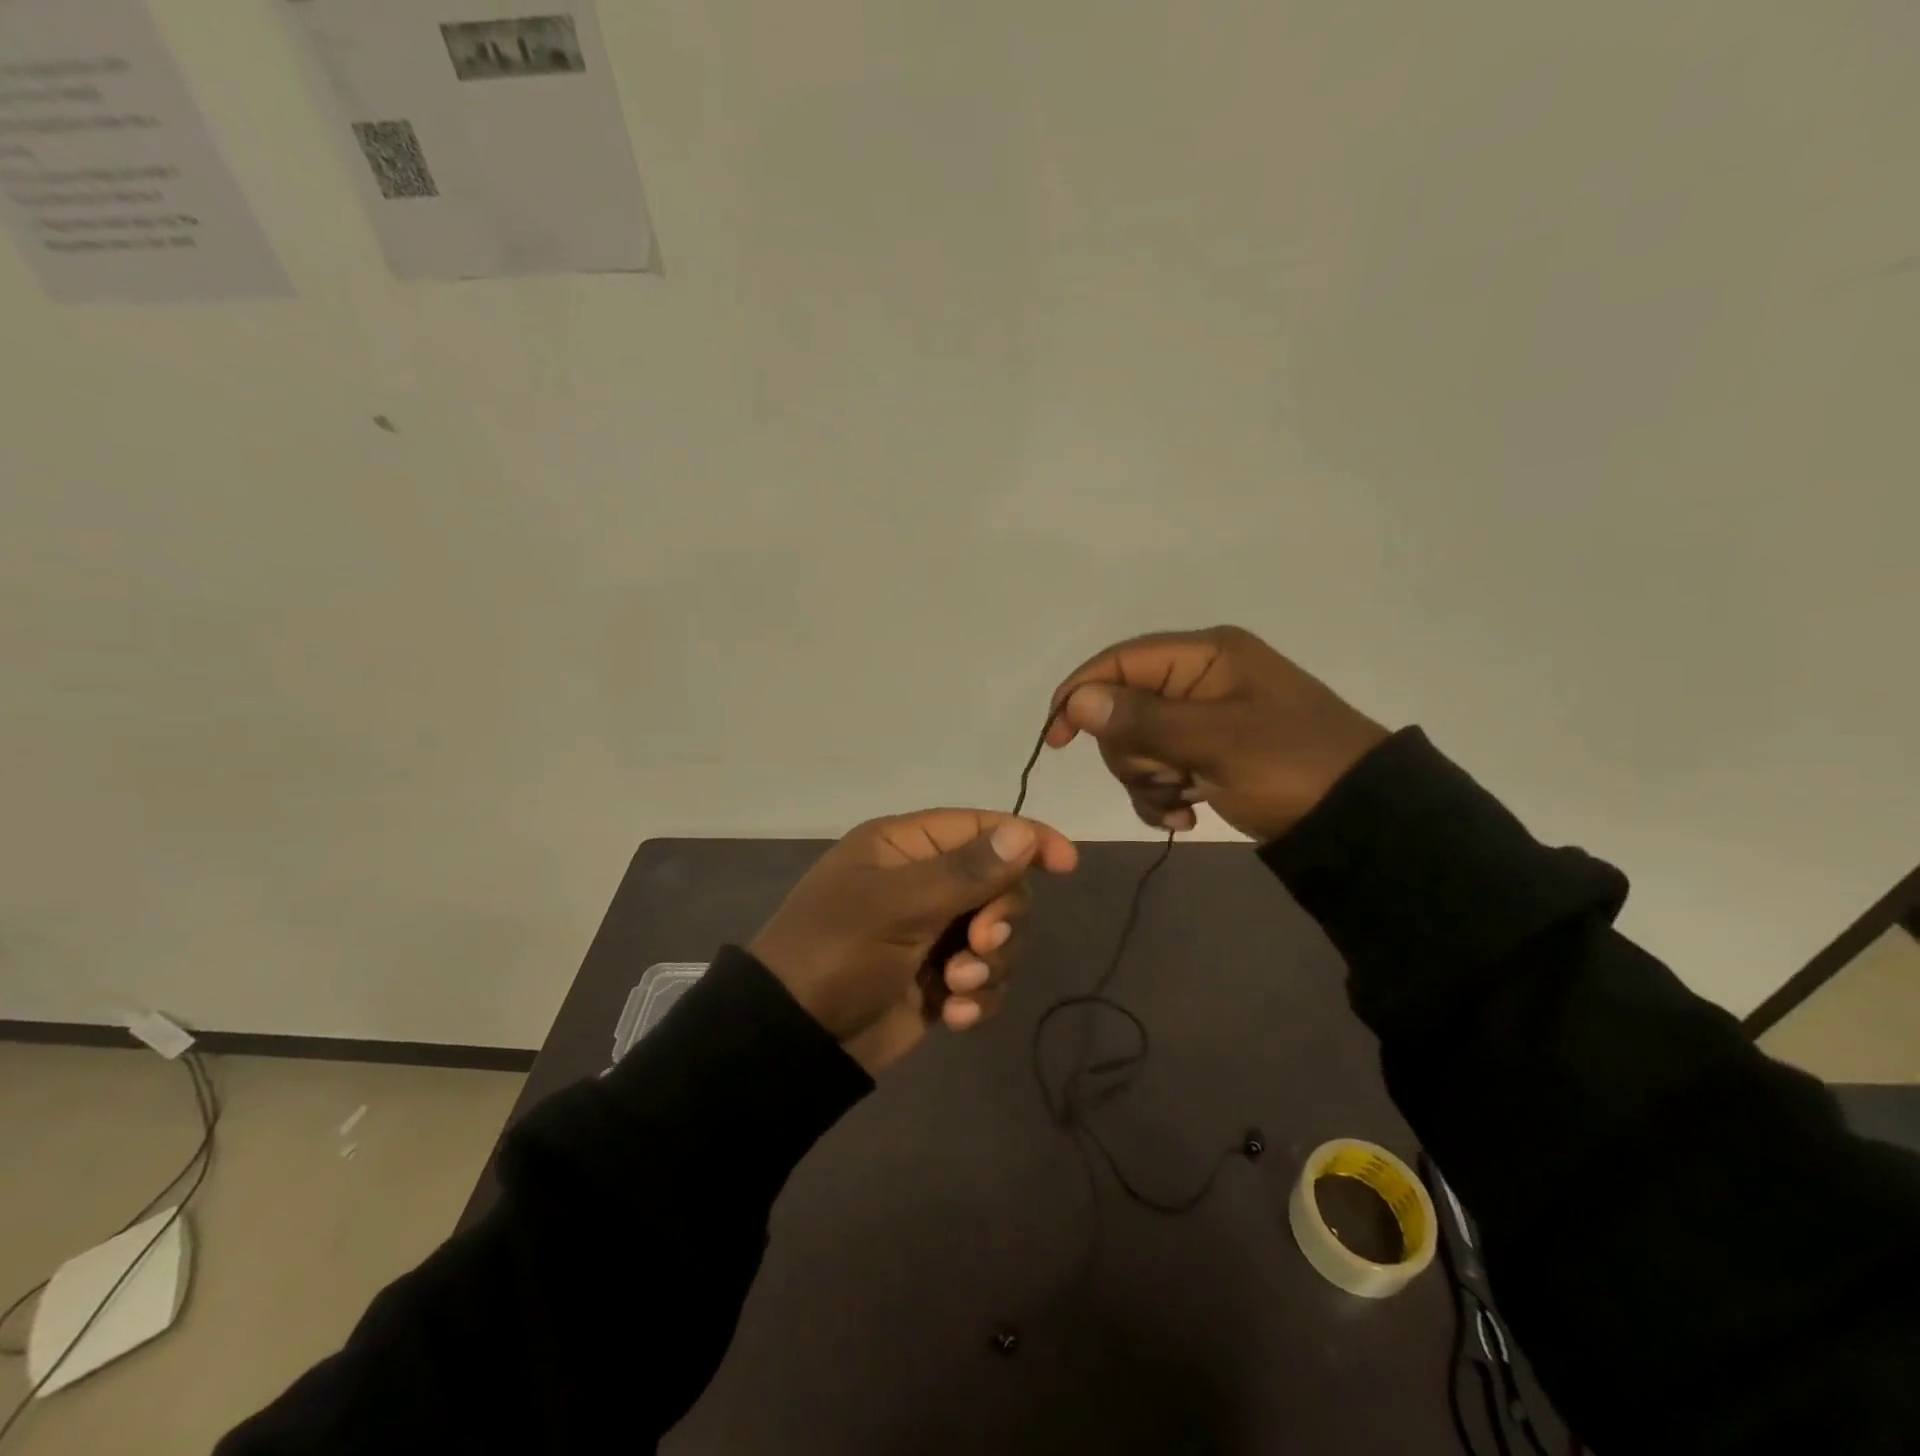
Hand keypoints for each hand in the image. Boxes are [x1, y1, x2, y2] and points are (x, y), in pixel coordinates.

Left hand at [748, 809, 1077, 1074]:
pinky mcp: (940, 979)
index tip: (1067, 864)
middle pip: (1001, 885)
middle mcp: (924, 882)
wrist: (792, 1041)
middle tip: (978, 946)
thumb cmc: (835, 952)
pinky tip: (956, 1016)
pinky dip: (979, 996)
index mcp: (906, 846)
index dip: (1027, 840)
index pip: (982, 827)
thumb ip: (965, 871)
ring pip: (1000, 935)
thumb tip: (1024, 832)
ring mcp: (933, 933)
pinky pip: (986, 977)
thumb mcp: (896, 906)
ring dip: (990, 964)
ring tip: (956, 987)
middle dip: (1000, 919)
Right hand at [1044, 626, 1388, 841]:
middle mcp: (1200, 679)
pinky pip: (1159, 770)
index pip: (1121, 661)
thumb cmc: (1290, 767)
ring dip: (1148, 781)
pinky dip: (1162, 796)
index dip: (1081, 694)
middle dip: (1132, 752)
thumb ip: (1142, 719)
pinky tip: (1185, 818)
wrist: (1360, 822)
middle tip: (1166, 777)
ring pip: (1137, 745)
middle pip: (1123, 708)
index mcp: (1206, 656)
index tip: (1057, 740)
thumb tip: (1077, 702)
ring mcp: (1204, 719)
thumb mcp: (1215, 741)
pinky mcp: (1208, 754)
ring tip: (1181, 802)